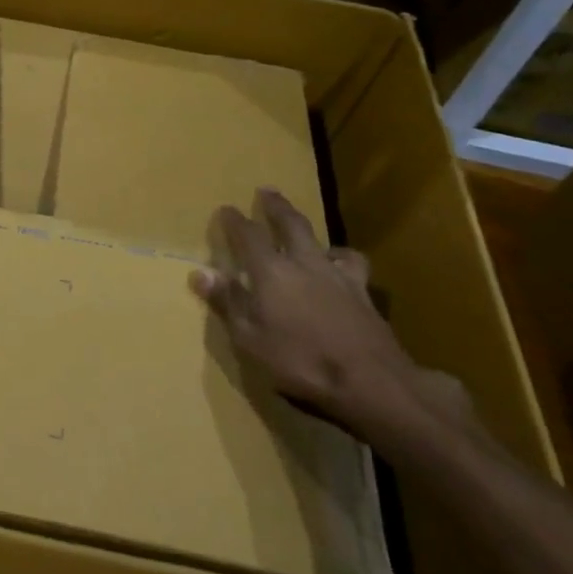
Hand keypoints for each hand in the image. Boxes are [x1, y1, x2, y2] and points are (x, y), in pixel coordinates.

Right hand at [189, 188, 470, 445]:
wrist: (372, 382)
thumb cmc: (301, 361)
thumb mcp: (250, 338)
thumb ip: (227, 302)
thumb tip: (201, 272)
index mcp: (271, 272)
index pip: (249, 236)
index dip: (235, 221)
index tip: (226, 209)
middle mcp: (305, 263)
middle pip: (291, 225)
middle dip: (276, 207)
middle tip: (268, 191)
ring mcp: (339, 277)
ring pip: (325, 242)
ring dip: (314, 233)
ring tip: (312, 236)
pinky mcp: (365, 295)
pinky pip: (353, 266)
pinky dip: (345, 260)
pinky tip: (344, 269)